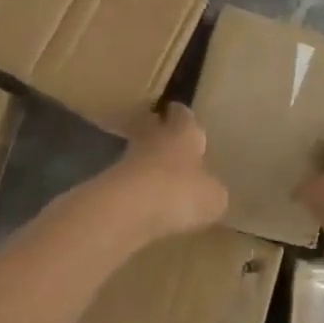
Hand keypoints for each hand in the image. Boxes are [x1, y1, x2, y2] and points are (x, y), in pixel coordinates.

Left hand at [93, 103, 229, 242]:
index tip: (185, 117)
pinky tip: (148, 204)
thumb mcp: (213, 197)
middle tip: (173, 146)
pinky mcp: (110, 183)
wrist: (126, 209)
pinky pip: (130, 182)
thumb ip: (213, 190)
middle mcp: (155, 137)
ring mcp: (128, 159)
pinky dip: (138, 190)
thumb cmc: (180, 191)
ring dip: (149, 164)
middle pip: (156, 129)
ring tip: (163, 179)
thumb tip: (211, 192)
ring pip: (141, 155)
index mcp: (184, 132)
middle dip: (163, 135)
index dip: (184, 116)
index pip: (183, 114)